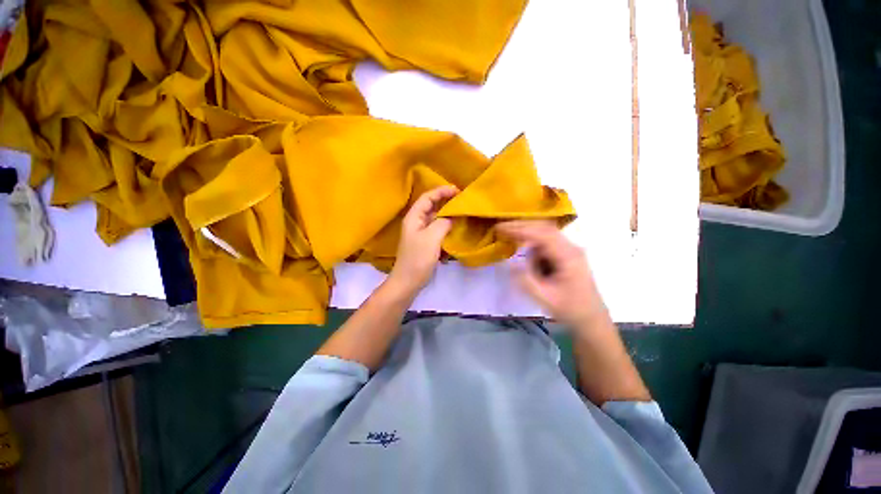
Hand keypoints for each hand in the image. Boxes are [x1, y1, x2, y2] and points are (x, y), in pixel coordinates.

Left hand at [386, 185, 458, 297]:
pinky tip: (457, 228)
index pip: (427, 197)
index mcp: (414, 217)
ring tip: (462, 212)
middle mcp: (416, 222)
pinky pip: (438, 230)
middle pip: (432, 206)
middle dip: (446, 201)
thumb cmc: (417, 259)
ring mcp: (421, 233)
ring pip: (436, 218)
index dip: (442, 191)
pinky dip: (447, 227)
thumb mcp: (432, 238)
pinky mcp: (427, 243)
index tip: (458, 190)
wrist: (408, 282)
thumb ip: (443, 223)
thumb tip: (452, 216)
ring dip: (448, 214)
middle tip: (463, 200)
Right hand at [496, 221, 607, 329]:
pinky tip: (524, 250)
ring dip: (527, 233)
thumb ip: (526, 280)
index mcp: (568, 256)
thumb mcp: (544, 298)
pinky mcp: (567, 254)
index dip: (520, 229)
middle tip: (501, 228)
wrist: (592, 318)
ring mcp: (570, 250)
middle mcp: (571, 248)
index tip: (500, 229)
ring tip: (509, 236)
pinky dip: (532, 242)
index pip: (541, 235)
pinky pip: (547, 242)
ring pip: (545, 233)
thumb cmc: (570, 310)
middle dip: (521, 226)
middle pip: (544, 228)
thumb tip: (511, 263)